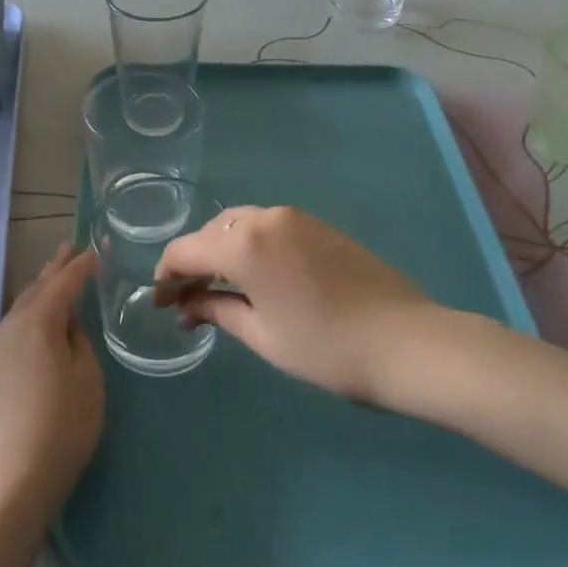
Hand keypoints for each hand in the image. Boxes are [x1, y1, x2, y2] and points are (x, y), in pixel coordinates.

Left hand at [0, 243, 103, 522]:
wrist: (13, 479)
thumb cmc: (63, 425)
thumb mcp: (87, 377)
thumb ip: (79, 340)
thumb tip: (68, 323)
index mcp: (38, 322)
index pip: (64, 282)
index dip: (82, 265)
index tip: (99, 249)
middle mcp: (10, 327)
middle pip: (36, 288)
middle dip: (55, 268)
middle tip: (70, 248)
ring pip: (21, 307)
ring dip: (40, 290)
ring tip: (54, 278)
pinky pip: (13, 328)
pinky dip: (30, 314)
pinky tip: (37, 322)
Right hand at [156, 207, 431, 402]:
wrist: (408, 343)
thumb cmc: (326, 348)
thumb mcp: (263, 335)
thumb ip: (218, 311)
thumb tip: (187, 305)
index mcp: (244, 243)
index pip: (186, 250)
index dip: (166, 276)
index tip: (159, 304)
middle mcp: (266, 218)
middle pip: (212, 233)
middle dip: (193, 263)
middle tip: (186, 301)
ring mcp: (297, 218)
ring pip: (241, 225)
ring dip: (222, 252)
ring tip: (219, 290)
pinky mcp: (320, 226)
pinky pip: (269, 228)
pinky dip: (251, 247)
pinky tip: (255, 278)